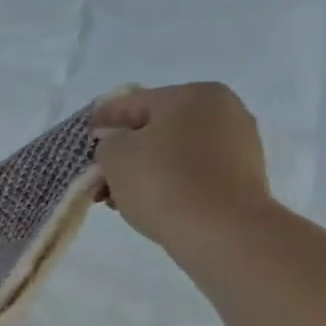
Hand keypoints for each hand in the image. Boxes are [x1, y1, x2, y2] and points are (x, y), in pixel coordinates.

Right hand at [92, 83, 274, 253]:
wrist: (222, 231)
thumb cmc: (162, 181)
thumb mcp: (113, 154)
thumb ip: (107, 141)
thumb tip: (117, 143)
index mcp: (192, 94)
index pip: (130, 103)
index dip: (100, 123)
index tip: (82, 145)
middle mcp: (222, 110)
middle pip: (154, 128)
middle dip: (123, 152)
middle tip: (98, 177)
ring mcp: (238, 143)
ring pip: (173, 152)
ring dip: (143, 169)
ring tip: (118, 196)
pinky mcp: (243, 176)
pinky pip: (193, 171)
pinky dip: (168, 182)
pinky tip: (147, 202)